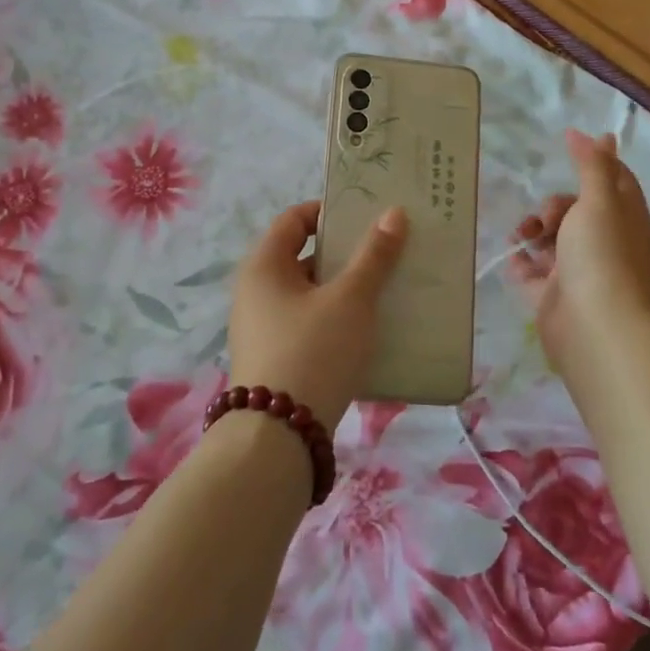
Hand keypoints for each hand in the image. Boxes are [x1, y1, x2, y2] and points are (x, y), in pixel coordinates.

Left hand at [228, 199, 407, 425]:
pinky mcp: (275, 359)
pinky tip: (370, 329)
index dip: (330, 212)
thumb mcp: (351, 299)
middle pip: (304, 256)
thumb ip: (374, 256)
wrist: (278, 438)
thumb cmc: (313, 351)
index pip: (294, 219)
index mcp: (264, 266)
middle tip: (387, 252)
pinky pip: (309, 324)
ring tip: (387, 289)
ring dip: (346, 289)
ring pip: (310, 293)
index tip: (368, 217)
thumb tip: (393, 214)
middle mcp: (255, 292)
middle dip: (346, 253)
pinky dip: (336, 319)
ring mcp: (262, 328)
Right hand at [508, 130, 649, 375]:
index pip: (617, 181)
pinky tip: (514, 258)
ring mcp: (583, 272)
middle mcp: (608, 244)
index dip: (596, 162)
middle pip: (578, 211)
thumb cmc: (603, 256)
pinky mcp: (557, 296)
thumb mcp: (600, 201)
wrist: (595, 328)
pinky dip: (523, 262)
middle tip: (545, 217)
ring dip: (535, 232)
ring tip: (522, 238)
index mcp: (628, 219)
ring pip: (555, 240)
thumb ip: (594, 166)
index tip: (569, 145)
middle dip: (555, 206)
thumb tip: (598, 133)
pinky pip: (535, 272)